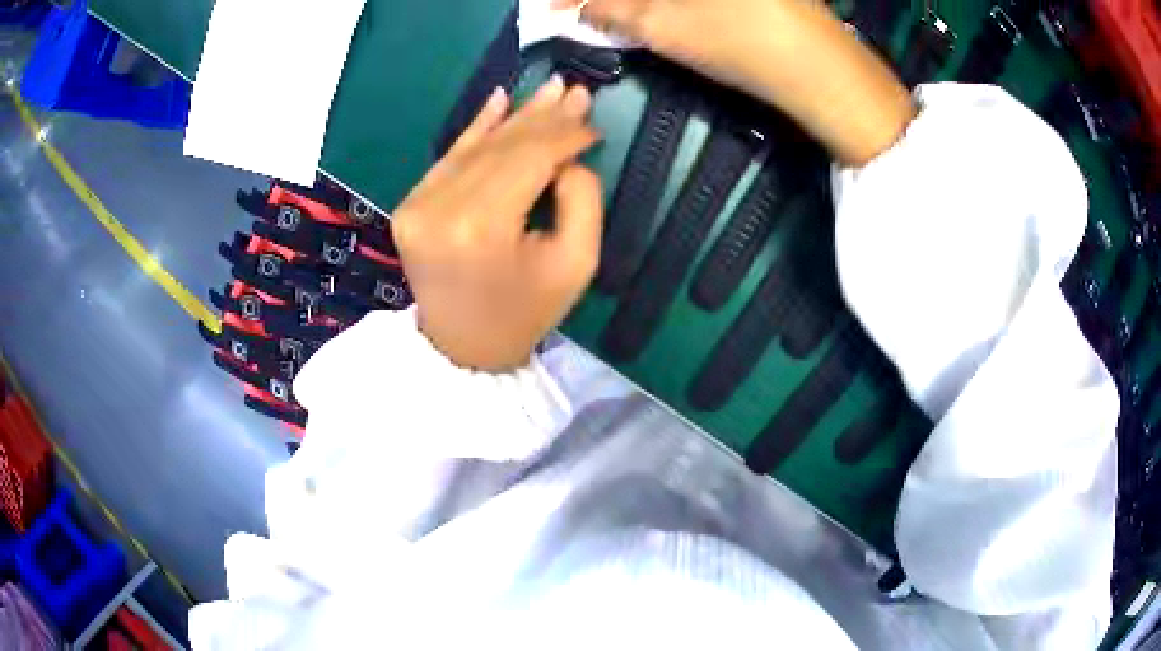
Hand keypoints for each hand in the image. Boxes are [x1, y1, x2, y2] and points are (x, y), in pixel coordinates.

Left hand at [392, 77, 602, 371]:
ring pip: (475, 146)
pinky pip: (449, 157)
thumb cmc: (525, 311)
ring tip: (549, 89)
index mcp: (482, 228)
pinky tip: (498, 99)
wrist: (463, 347)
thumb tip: (567, 157)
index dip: (564, 135)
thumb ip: (581, 199)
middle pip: (501, 147)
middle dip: (544, 118)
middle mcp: (441, 208)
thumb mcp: (576, 264)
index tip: (593, 122)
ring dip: (515, 117)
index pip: (529, 159)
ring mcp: (417, 204)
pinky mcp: (410, 205)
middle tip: (575, 91)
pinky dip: (476, 128)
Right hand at [557, 0, 914, 165]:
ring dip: (636, 1)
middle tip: (581, 10)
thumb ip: (612, 11)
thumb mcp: (664, 27)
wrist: (823, 70)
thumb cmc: (741, 44)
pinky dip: (662, 1)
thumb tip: (577, 6)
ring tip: (610, 14)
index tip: (552, 7)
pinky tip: (649, 11)